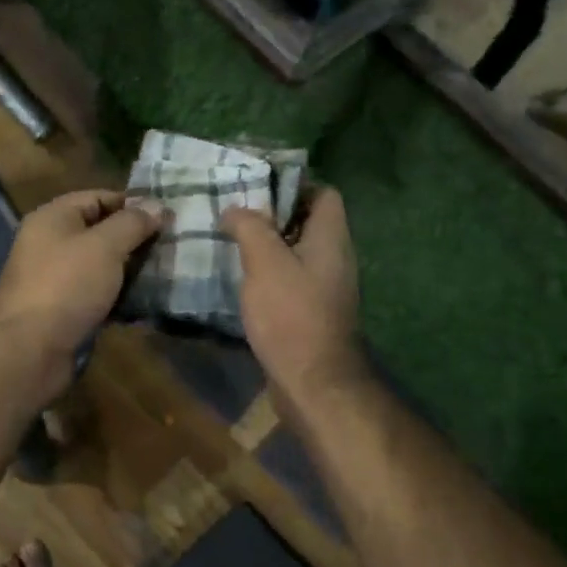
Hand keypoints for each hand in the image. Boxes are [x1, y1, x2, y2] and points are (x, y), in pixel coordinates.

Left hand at [0, 189, 162, 391]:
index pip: (99, 198)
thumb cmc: (67, 286)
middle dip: (135, 239)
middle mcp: (51, 243)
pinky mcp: (63, 310)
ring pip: (101, 266)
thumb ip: (133, 223)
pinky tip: (145, 304)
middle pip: (100, 232)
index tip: (168, 218)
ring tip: (165, 274)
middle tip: (172, 247)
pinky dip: (118, 297)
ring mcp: (56, 279)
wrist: (29, 350)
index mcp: (53, 218)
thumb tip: (157, 205)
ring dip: (130, 271)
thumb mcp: (105, 246)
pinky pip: (97, 295)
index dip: (133, 204)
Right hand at [221, 188, 365, 404]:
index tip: (257, 188)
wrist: (313, 382)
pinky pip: (291, 279)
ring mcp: (325, 287)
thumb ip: (250, 227)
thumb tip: (235, 209)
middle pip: (307, 222)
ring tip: (231, 242)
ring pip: (296, 252)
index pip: (323, 193)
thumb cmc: (291, 314)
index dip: (293, 184)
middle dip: (272, 215)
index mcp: (330, 238)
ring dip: (268, 246)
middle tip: (235, 214)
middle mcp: (334, 257)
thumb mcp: (265, 262)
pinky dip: (269, 274)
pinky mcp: (312, 311)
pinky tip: (242, 279)